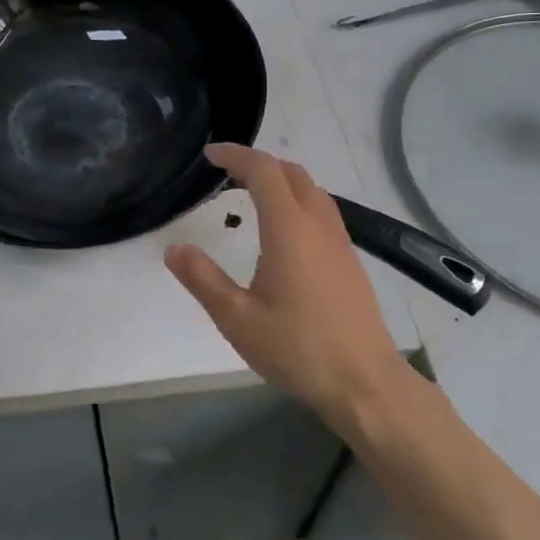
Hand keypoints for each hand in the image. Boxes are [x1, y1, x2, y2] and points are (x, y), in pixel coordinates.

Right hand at [165, 143, 414, 429]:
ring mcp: (340, 242)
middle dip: (257, 163)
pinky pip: (321, 211)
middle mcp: (318, 225)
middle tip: (226, 174)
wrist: (366, 384)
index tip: (209, 155)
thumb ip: (202, 279)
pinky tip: (282, 233)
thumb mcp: (237, 318)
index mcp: (289, 229)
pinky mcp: (349, 261)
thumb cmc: (298, 349)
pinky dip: (296, 201)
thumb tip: (174, 249)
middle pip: (291, 172)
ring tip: (250, 196)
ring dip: (280, 181)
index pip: (263, 171)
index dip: (235, 155)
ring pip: (311, 190)